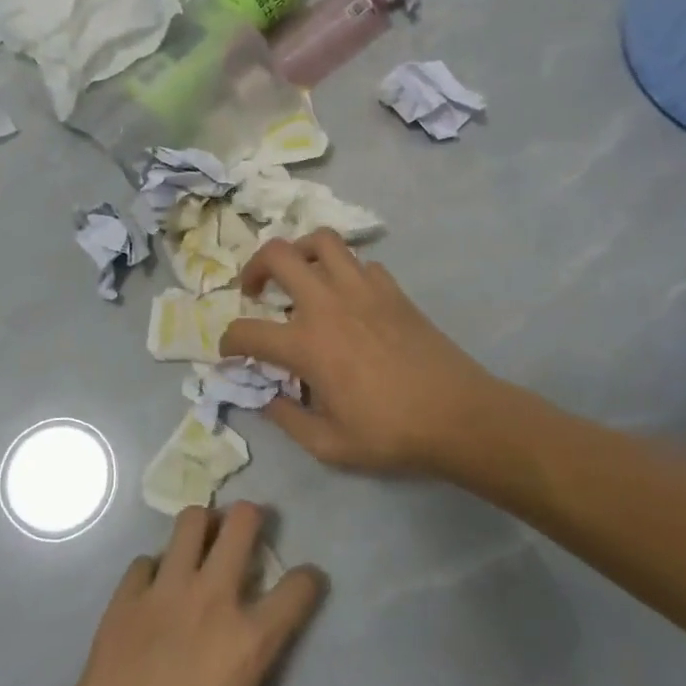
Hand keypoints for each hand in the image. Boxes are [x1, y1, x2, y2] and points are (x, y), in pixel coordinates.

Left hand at [43, 503, 324, 685]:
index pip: (298, 586)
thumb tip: (259, 642)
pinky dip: (156, 571)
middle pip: (241, 521)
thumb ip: (257, 672)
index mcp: (249, 640)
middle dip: (252, 518)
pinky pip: (146, 561)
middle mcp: (212, 600)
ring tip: (201, 545)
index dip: (308, 580)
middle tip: (247, 532)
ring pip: (191, 520)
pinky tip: (154, 593)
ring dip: (204, 528)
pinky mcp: (125, 597)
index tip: (304, 584)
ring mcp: (164, 592)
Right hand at [220, 231, 495, 472]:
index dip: (228, 342)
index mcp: (306, 345)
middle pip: (277, 255)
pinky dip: (346, 271)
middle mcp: (327, 304)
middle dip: (254, 267)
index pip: (246, 331)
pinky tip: (349, 296)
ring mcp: (362, 289)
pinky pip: (360, 262)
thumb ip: (287, 419)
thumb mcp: (329, 445)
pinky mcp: (392, 289)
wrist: (457, 415)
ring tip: (300, 276)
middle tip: (255, 290)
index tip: (230, 352)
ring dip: (300, 251)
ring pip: (322, 240)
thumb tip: (266, 398)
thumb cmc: (390, 434)